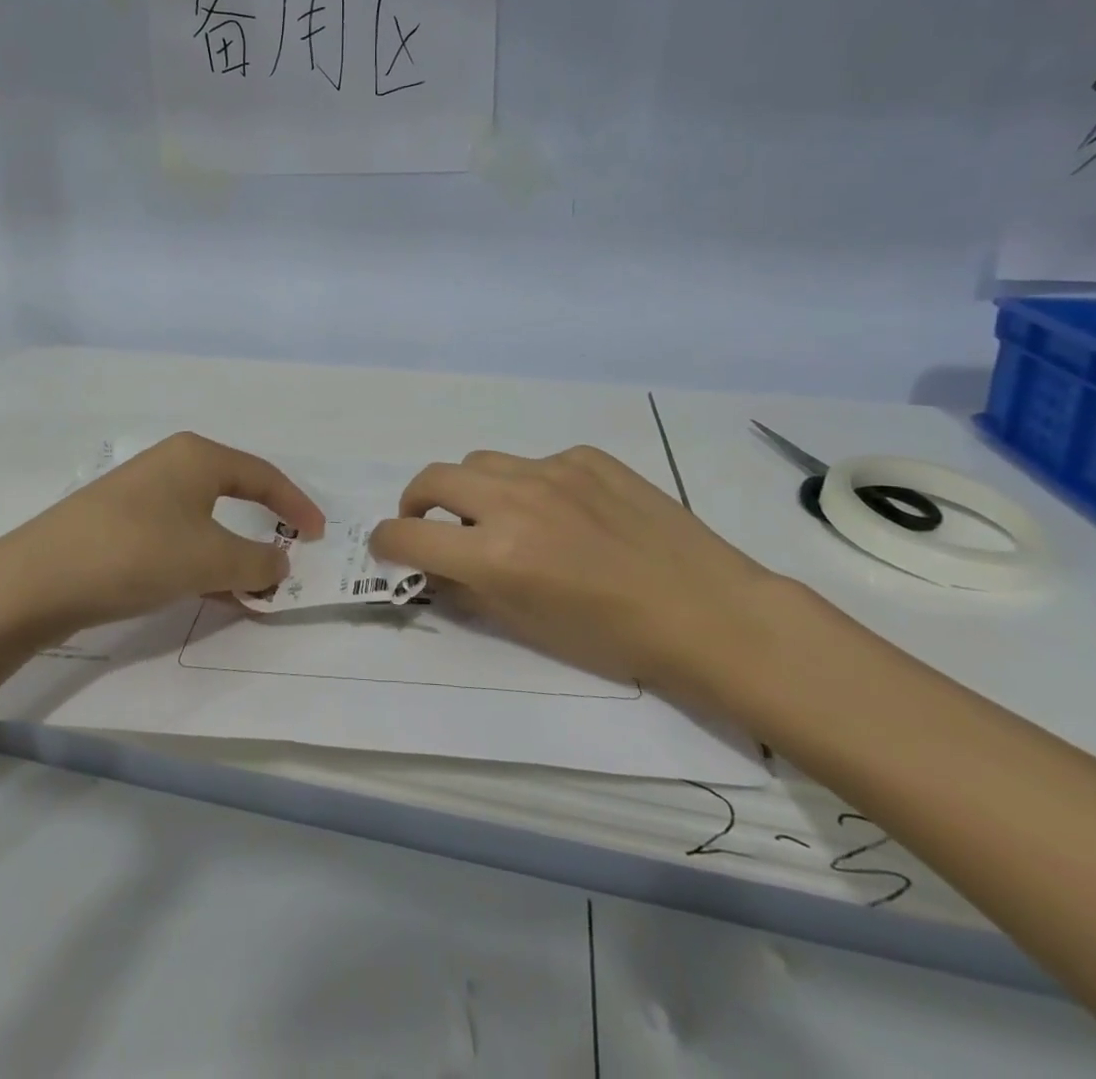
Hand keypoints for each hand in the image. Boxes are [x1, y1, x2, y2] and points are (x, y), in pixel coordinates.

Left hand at [0, 432, 325, 643]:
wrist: (37, 580)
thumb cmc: (138, 553)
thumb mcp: (210, 560)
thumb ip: (256, 561)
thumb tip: (280, 561)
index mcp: (198, 456)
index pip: (264, 474)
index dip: (296, 504)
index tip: (320, 535)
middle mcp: (171, 464)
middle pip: (234, 493)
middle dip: (262, 528)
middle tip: (286, 558)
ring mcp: (141, 493)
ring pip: (204, 520)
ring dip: (230, 552)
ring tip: (250, 588)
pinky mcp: (118, 523)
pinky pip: (176, 537)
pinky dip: (200, 561)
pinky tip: (207, 593)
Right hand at [370, 446, 812, 707]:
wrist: (708, 611)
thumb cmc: (615, 638)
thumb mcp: (529, 626)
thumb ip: (471, 590)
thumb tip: (437, 568)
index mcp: (497, 554)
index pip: (410, 535)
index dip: (387, 542)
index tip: (387, 547)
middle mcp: (515, 500)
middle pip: (433, 478)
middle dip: (415, 503)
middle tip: (428, 524)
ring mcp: (553, 470)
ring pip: (481, 462)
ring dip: (470, 489)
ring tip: (495, 515)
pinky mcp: (587, 457)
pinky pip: (537, 462)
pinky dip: (529, 485)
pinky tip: (563, 512)